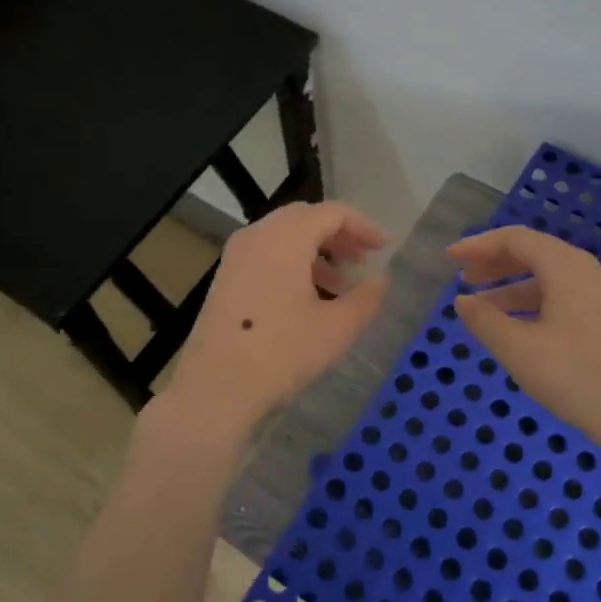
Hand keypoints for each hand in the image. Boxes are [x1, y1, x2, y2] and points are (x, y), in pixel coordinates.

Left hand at [156, 202, 390, 445]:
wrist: (215, 389)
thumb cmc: (281, 353)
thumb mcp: (336, 328)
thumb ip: (366, 298)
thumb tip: (381, 281)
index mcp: (285, 237)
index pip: (331, 212)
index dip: (363, 226)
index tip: (384, 248)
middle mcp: (257, 236)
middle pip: (305, 218)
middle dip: (339, 235)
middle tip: (364, 260)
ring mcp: (236, 256)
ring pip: (284, 237)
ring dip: (316, 252)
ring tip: (340, 285)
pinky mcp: (226, 278)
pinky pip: (266, 255)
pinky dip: (293, 264)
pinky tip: (308, 299)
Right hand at [448, 225, 600, 460]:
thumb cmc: (576, 375)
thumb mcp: (518, 349)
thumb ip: (484, 320)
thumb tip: (462, 302)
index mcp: (565, 266)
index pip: (515, 239)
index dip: (478, 245)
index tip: (450, 259)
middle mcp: (587, 270)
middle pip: (534, 253)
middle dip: (495, 264)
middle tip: (464, 280)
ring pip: (550, 279)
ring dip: (512, 288)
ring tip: (483, 309)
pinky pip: (565, 297)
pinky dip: (535, 304)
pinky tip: (520, 329)